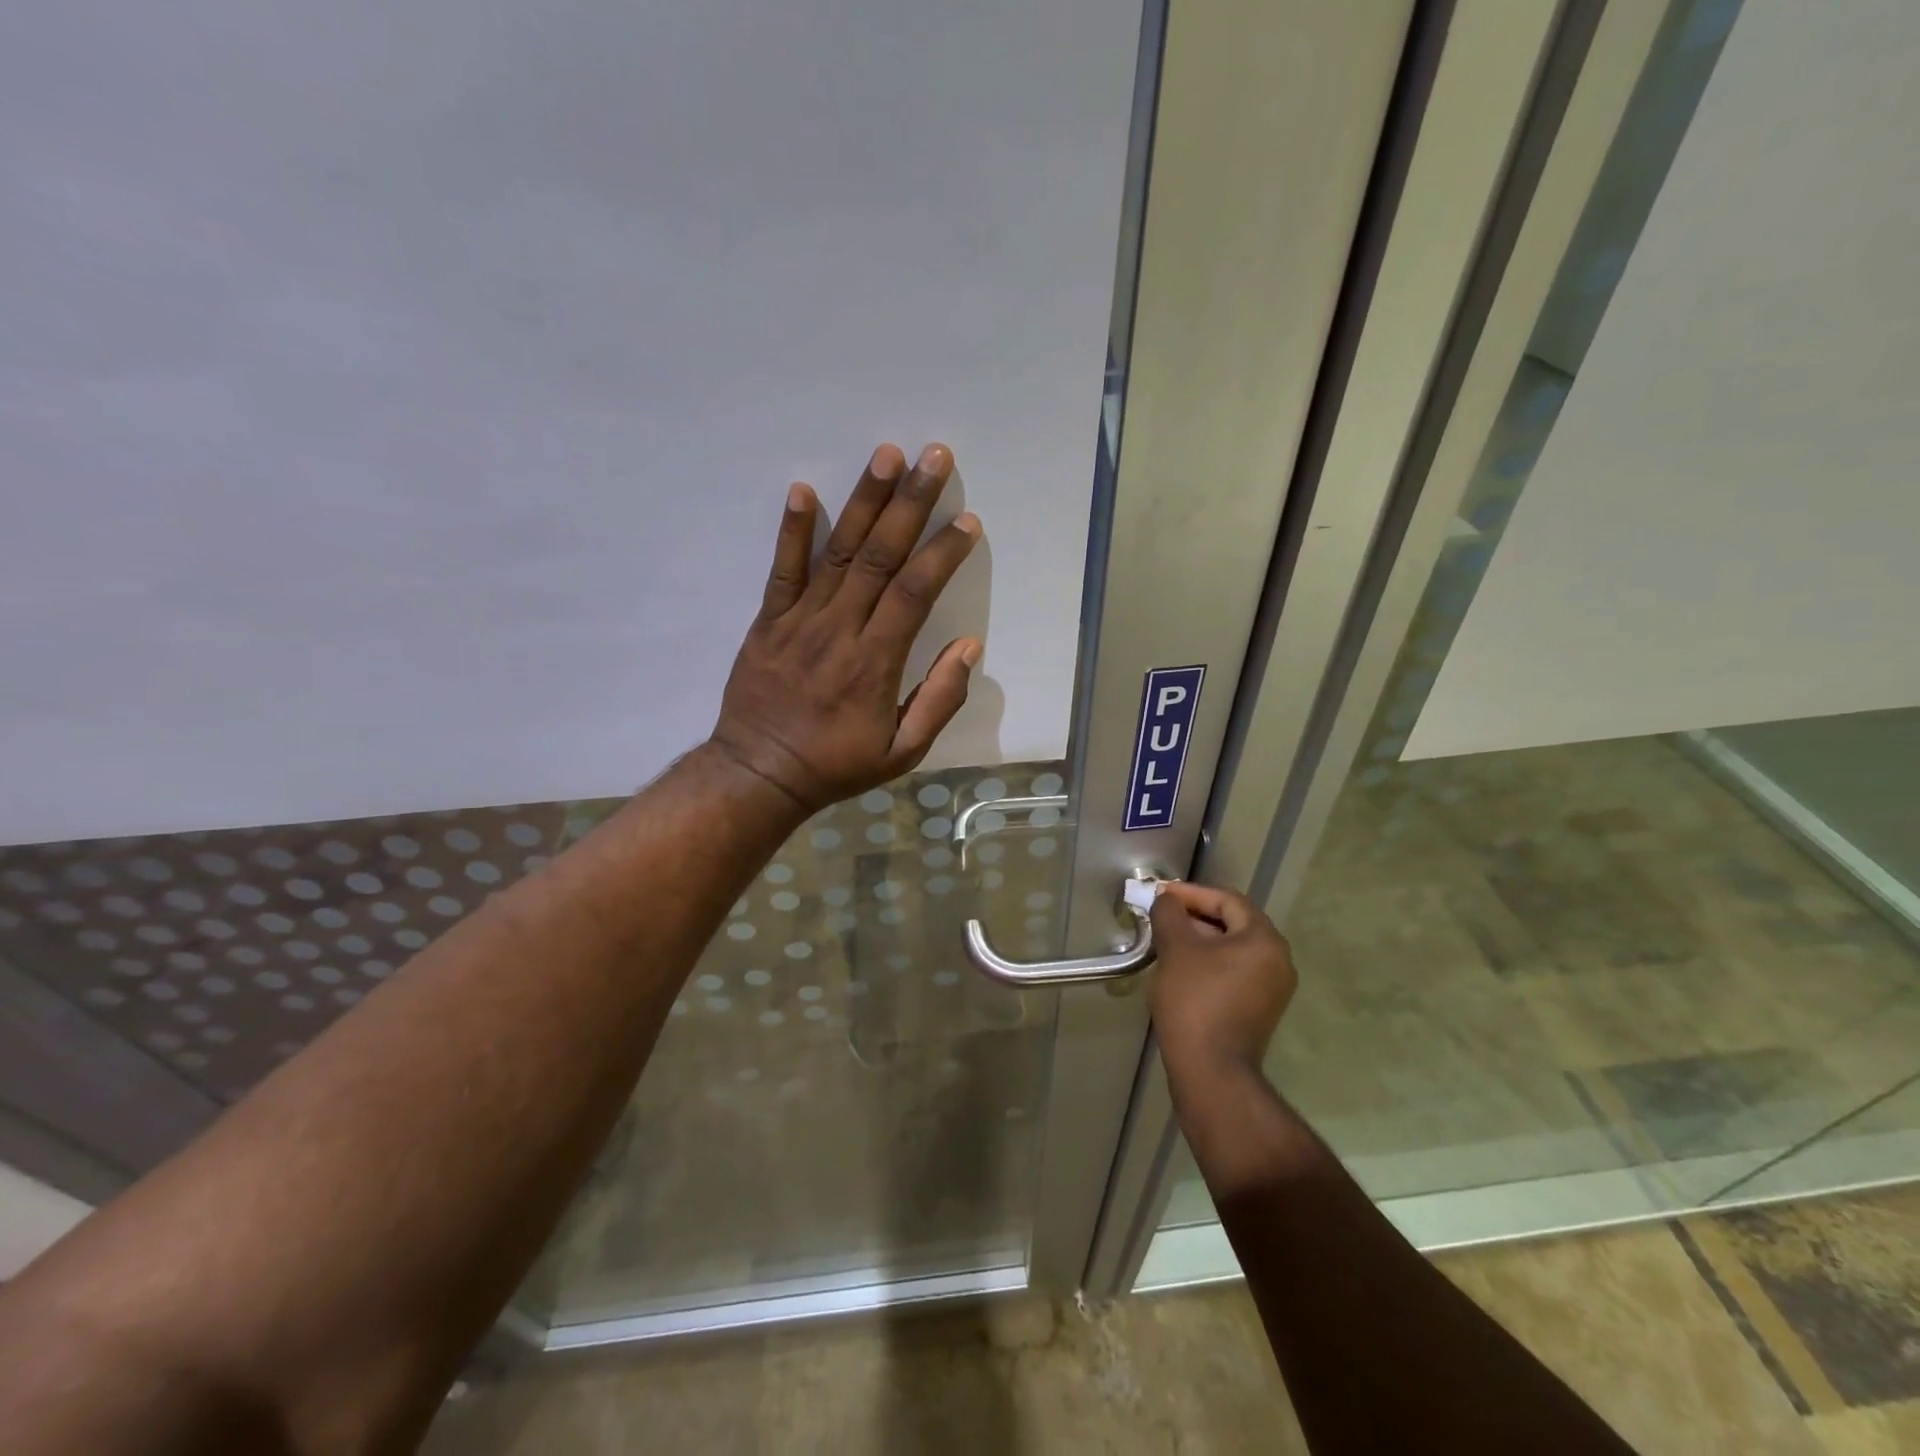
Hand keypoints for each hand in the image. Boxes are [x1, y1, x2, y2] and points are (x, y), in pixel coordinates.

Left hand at [709, 443, 982, 814]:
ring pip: (838, 552)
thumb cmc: (835, 765)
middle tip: (934, 457)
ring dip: (863, 501)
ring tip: (886, 455)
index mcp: (875, 663)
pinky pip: (782, 569)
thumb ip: (938, 700)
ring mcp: (799, 620)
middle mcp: (840, 630)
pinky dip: (792, 530)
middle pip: (880, 556)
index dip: (943, 553)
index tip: (967, 520)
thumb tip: (968, 647)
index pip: (915, 593)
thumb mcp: (901, 753)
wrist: (759, 773)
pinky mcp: (768, 621)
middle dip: (911, 504)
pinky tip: (802, 489)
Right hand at [1149, 882, 1297, 1082]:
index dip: (1191, 893)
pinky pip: (1234, 972)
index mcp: (1264, 940)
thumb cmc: (1195, 1000)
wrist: (1211, 1070)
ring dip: (1199, 939)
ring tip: (1166, 939)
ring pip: (1232, 949)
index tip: (1160, 894)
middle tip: (1161, 915)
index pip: (1227, 901)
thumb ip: (1169, 914)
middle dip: (1194, 916)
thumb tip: (1166, 900)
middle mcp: (1278, 960)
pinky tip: (1181, 968)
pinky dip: (1209, 963)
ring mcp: (1272, 989)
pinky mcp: (1260, 1010)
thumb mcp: (1176, 948)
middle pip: (1233, 923)